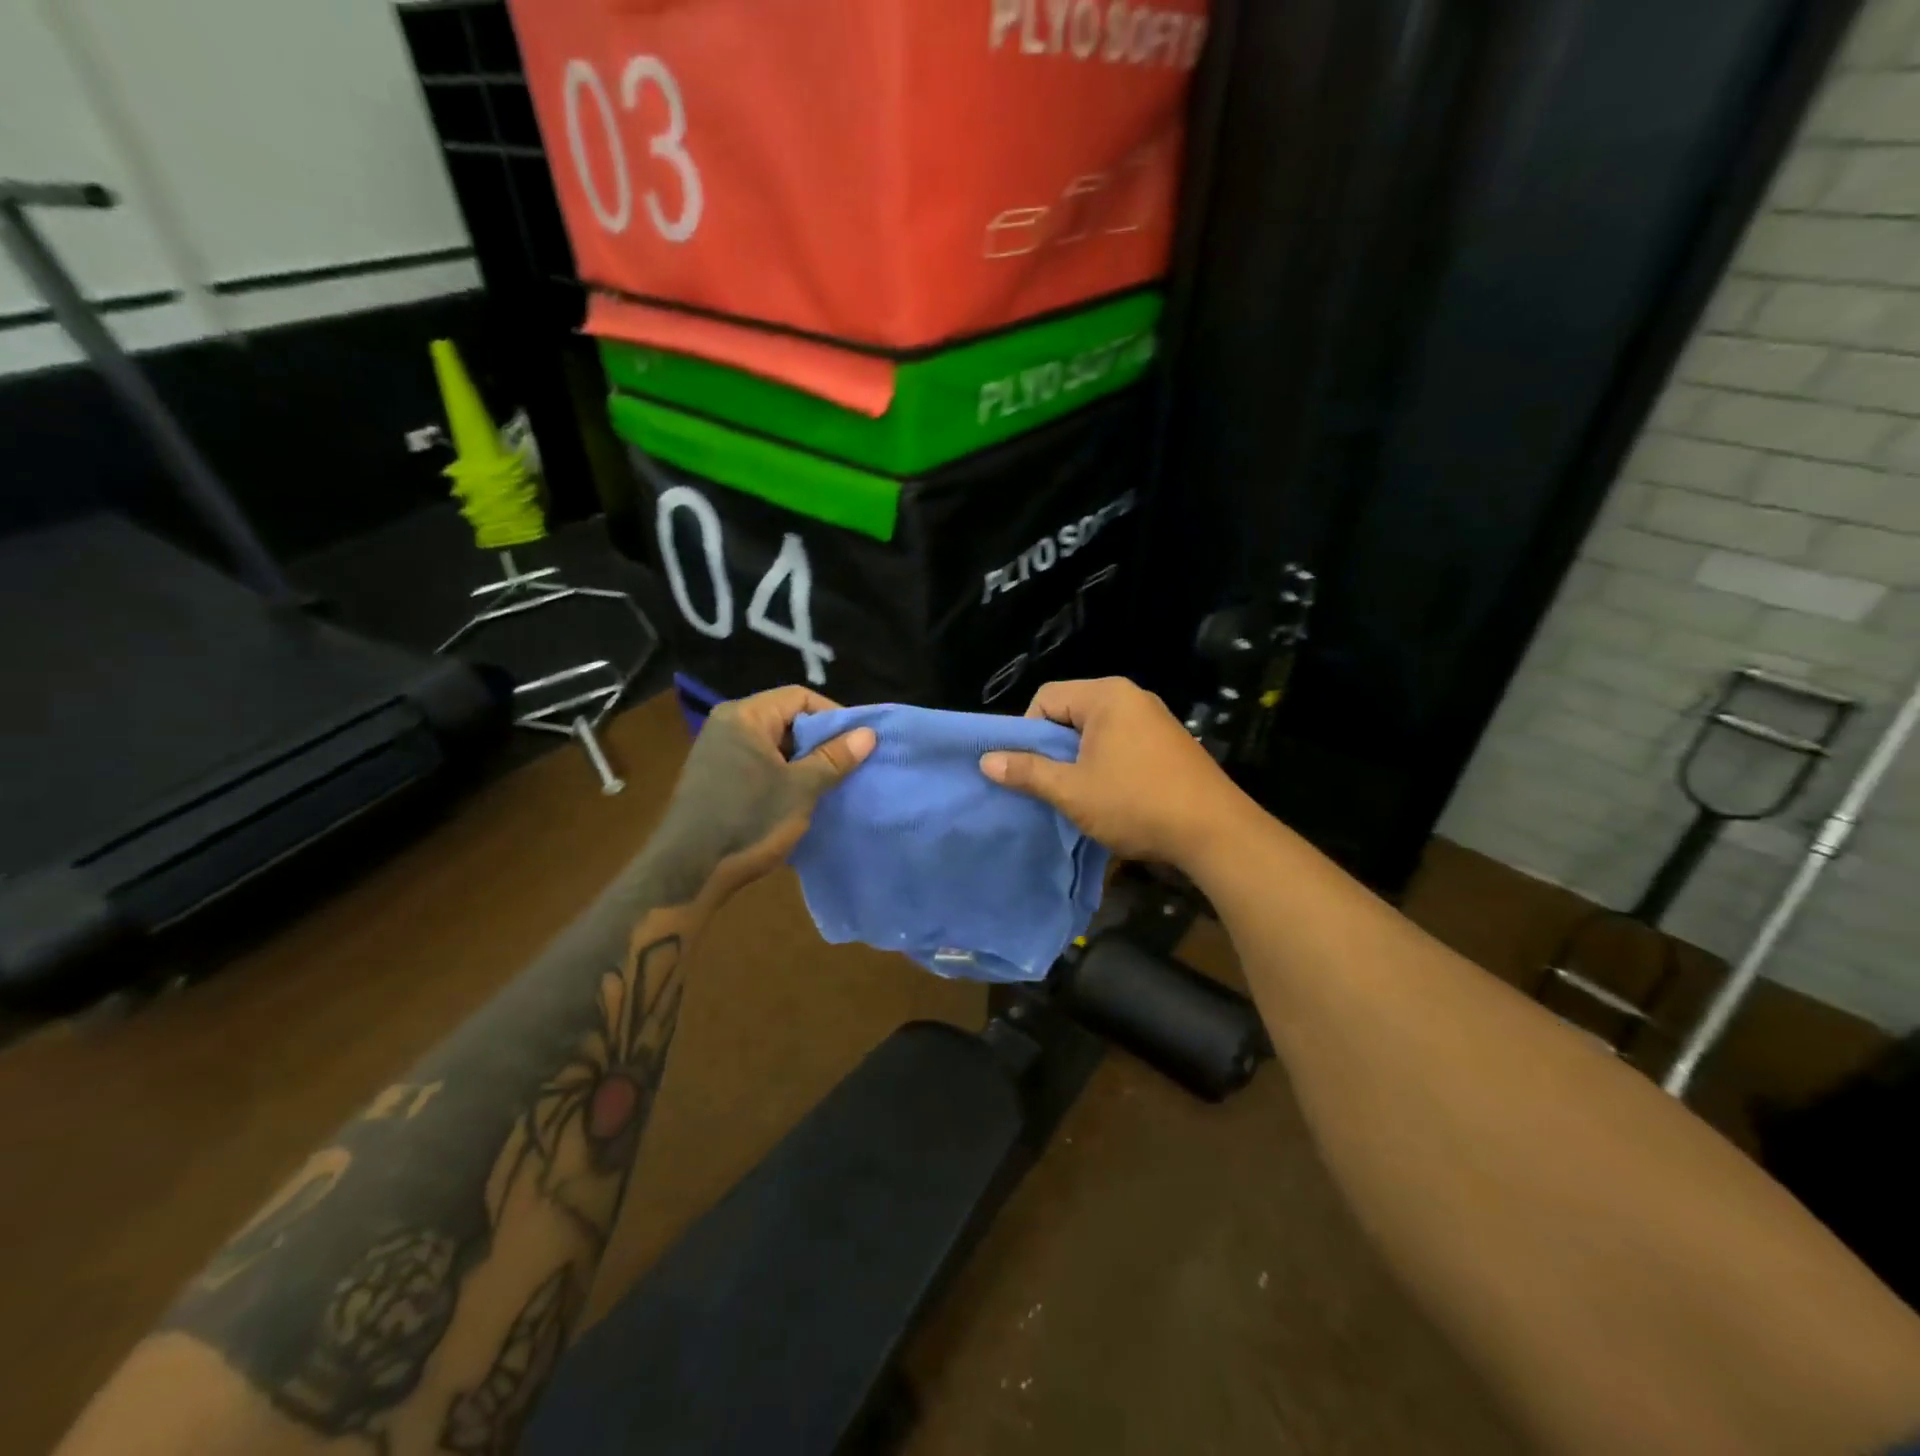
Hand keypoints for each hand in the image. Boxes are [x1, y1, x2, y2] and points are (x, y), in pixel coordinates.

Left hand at [648, 686, 875, 904]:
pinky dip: (784, 775)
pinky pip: (760, 764)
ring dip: (804, 761)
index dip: (834, 716)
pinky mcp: (717, 778)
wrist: (689, 873)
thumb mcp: (801, 789)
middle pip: (787, 718)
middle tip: (849, 765)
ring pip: (775, 745)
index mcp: (745, 716)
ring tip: (831, 783)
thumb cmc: (749, 821)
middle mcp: (728, 725)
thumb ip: (834, 757)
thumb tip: (868, 734)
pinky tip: (802, 798)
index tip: (858, 743)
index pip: (800, 697)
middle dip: (820, 741)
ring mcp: (719, 753)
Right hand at [979, 677, 1249, 864]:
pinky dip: (1107, 763)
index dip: (1028, 732)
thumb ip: (1027, 771)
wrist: (1215, 832)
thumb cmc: (1136, 803)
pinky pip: (1122, 742)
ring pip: (1096, 731)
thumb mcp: (1072, 790)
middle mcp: (1132, 696)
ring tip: (1080, 794)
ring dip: (1080, 760)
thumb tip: (986, 760)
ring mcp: (1155, 719)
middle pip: (1071, 712)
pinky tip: (1112, 796)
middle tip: (1052, 785)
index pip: (1046, 697)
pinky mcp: (1170, 743)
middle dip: (1054, 748)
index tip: (1031, 769)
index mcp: (1106, 695)